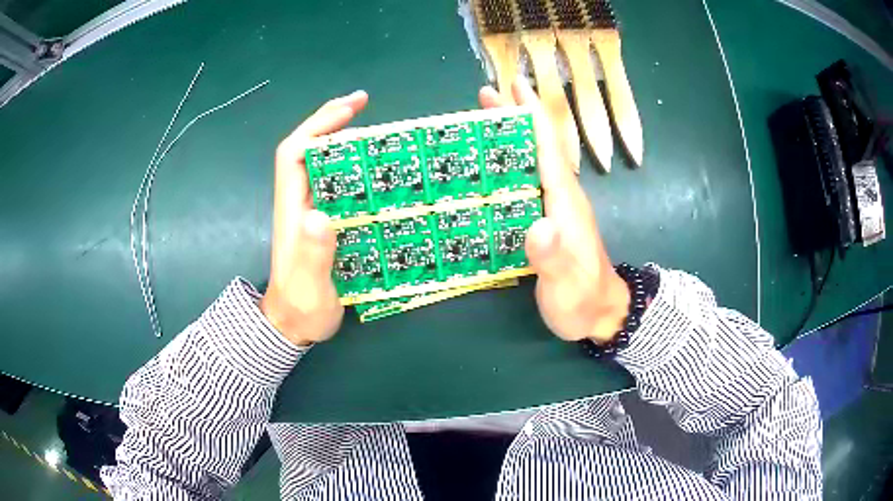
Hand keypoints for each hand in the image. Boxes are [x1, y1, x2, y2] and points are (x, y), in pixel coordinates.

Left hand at [260, 91, 368, 345]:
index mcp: (293, 209)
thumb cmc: (300, 306)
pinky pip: (339, 186)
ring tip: (379, 133)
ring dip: (346, 142)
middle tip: (366, 106)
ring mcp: (314, 212)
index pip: (295, 153)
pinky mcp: (327, 223)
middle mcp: (302, 203)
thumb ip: (314, 254)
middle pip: (310, 150)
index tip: (350, 107)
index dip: (318, 124)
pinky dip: (356, 170)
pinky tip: (379, 172)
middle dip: (333, 122)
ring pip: (325, 165)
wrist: (295, 325)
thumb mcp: (310, 285)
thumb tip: (320, 215)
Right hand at [479, 80, 629, 343]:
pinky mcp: (548, 218)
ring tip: (484, 117)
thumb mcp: (566, 284)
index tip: (514, 86)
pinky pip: (527, 179)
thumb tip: (538, 225)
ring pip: (531, 159)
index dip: (532, 116)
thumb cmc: (582, 299)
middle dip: (515, 116)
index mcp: (565, 201)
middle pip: (538, 145)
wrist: (600, 314)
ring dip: (509, 135)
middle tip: (487, 93)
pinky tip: (492, 163)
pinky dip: (510, 162)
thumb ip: (553, 257)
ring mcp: (555, 206)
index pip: (549, 149)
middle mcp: (561, 195)